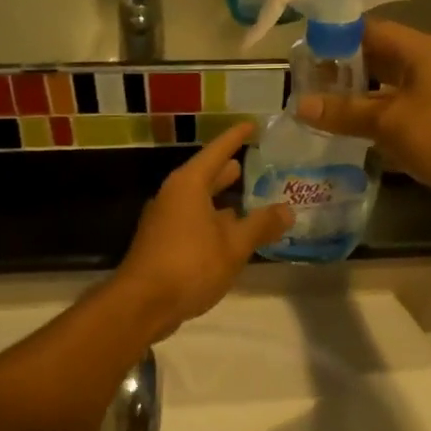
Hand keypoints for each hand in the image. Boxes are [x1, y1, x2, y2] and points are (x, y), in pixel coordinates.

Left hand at [115, 124, 292, 336]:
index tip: (254, 125)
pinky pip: (193, 221)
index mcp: (188, 185)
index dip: (236, 137)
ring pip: (198, 201)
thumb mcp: (234, 245)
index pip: (217, 151)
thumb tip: (287, 209)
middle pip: (205, 175)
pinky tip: (230, 234)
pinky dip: (213, 221)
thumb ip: (261, 225)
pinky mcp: (162, 243)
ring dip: (221, 199)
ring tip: (247, 198)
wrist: (142, 305)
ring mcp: (164, 220)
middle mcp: (173, 196)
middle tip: (253, 162)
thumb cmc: (190, 264)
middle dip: (228, 170)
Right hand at [295, 19, 430, 209]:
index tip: (302, 52)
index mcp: (417, 50)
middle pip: (376, 58)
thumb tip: (300, 104)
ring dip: (357, 98)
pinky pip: (398, 112)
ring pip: (386, 88)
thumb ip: (344, 112)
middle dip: (341, 70)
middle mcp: (426, 65)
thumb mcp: (388, 122)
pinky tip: (350, 134)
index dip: (334, 37)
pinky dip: (375, 119)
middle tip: (304, 84)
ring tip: (319, 109)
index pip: (367, 30)